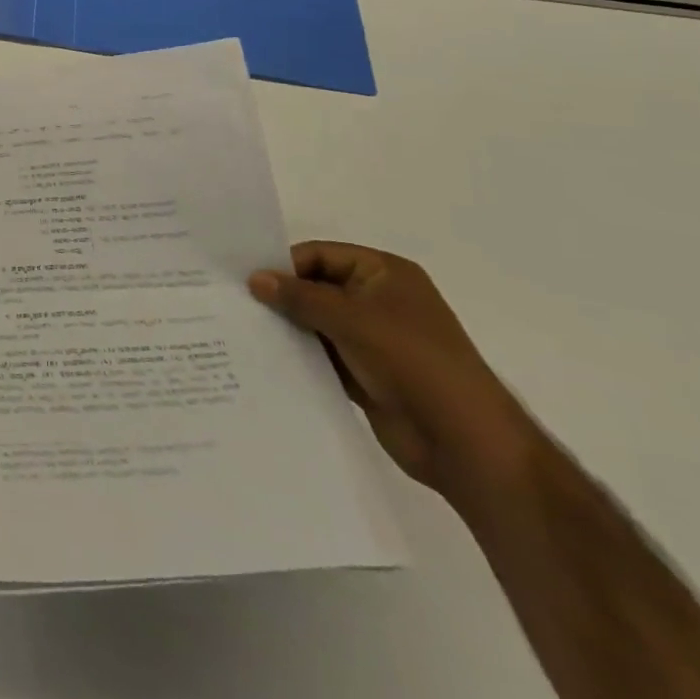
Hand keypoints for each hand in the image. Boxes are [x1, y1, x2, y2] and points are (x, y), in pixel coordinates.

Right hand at [249, 242, 540, 502]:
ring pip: (317, 323)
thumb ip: (299, 296)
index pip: (320, 255)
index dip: (284, 265)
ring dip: (288, 328)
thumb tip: (254, 278)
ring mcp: (373, 340)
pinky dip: (300, 356)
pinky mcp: (366, 374)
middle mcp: (378, 300)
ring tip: (242, 330)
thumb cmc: (412, 361)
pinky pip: (323, 356)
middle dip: (281, 297)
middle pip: (316, 288)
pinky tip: (266, 359)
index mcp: (384, 273)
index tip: (244, 281)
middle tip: (235, 303)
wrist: (465, 443)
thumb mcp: (351, 319)